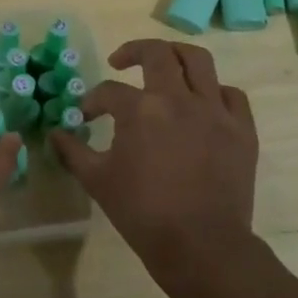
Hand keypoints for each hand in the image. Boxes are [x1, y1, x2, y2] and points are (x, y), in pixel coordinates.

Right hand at [51, 40, 258, 293]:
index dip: (93, 101)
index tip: (87, 117)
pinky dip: (214, 91)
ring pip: (199, 61)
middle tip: (120, 62)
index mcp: (141, 109)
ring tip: (164, 65)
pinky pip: (231, 94)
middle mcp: (179, 99)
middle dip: (133, 52)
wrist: (201, 246)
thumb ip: (73, 151)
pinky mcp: (242, 130)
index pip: (109, 91)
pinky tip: (202, 103)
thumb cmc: (142, 213)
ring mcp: (215, 111)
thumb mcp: (97, 181)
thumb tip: (55, 134)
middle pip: (157, 54)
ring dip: (176, 55)